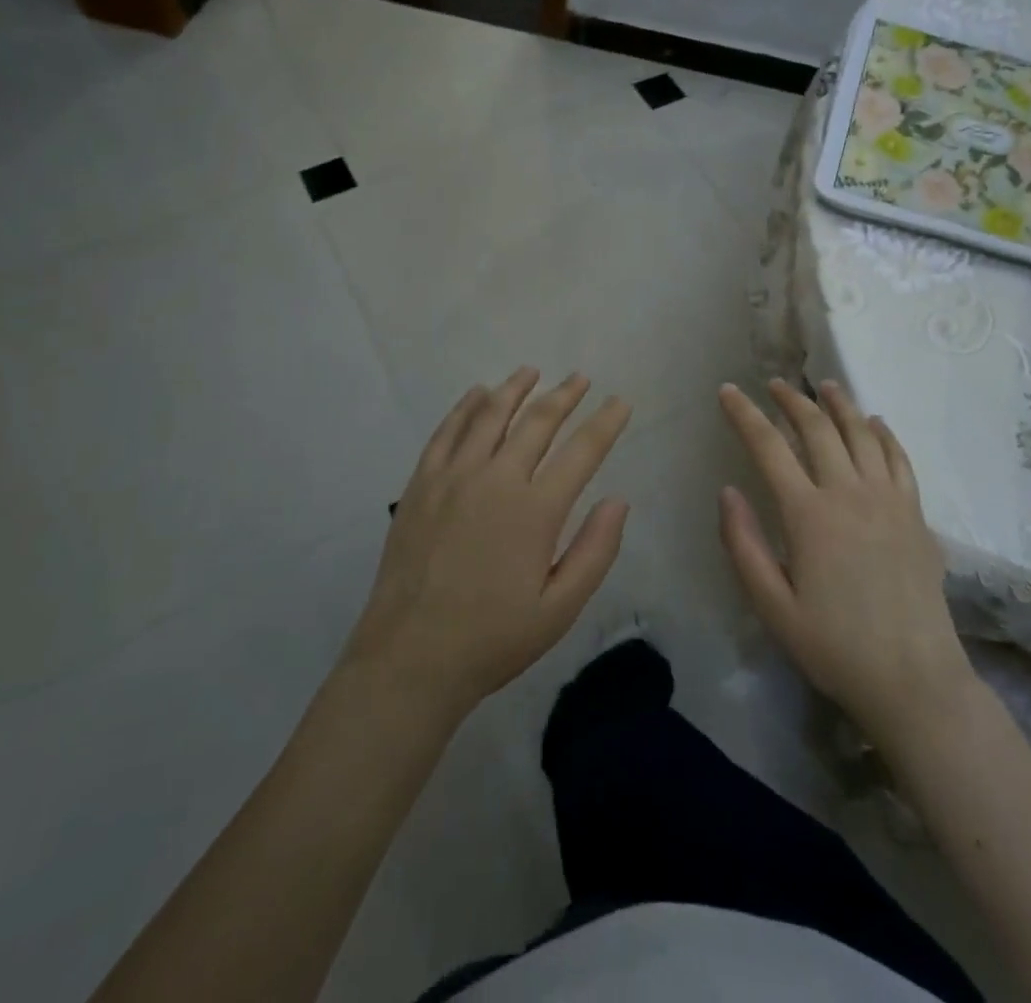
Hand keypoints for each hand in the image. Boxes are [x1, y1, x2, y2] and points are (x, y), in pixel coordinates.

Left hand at [341, 369, 632, 712]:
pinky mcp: (421, 484)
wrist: (409, 659)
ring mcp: (453, 477)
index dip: (606, 422)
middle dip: (564, 395)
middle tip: (580, 378)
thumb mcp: (560, 608)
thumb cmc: (492, 639)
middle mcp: (496, 480)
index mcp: (536, 510)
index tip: (620, 402)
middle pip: (537, 421)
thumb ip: (595, 551)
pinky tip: (477, 393)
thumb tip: (618, 500)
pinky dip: (465, 407)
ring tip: (531, 371)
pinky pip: (446, 431)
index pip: (582, 451)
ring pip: (489, 415)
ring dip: (514, 389)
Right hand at [717, 379, 969, 744]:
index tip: (729, 391)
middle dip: (791, 399)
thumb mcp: (772, 607)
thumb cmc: (834, 647)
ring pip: (861, 433)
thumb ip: (744, 545)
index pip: (769, 446)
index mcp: (809, 514)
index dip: (745, 414)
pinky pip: (899, 458)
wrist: (914, 679)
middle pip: (818, 428)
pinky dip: (884, 433)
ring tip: (824, 386)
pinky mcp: (916, 513)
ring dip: (840, 404)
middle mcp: (849, 493)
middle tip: (774, 383)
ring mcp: (889, 499)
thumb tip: (728, 491)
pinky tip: (875, 422)